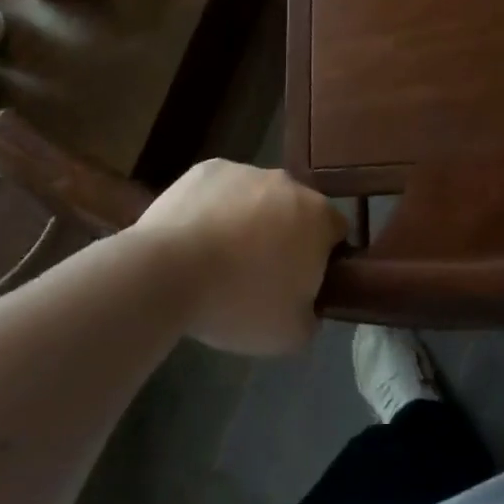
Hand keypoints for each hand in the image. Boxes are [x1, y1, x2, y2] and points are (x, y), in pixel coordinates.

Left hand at [130, 159, 347, 354]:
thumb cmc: (239, 303)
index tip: (301, 283)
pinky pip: (221, 190)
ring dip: (249, 220)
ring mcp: (247, 170)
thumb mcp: (290, 334)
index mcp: (318, 217)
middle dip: (284, 235)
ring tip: (219, 259)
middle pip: (296, 209)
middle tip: (258, 274)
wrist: (167, 273)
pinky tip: (194, 238)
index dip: (323, 258)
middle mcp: (289, 183)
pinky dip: (215, 208)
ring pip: (258, 197)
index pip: (336, 232)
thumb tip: (307, 305)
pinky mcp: (208, 169)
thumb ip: (312, 315)